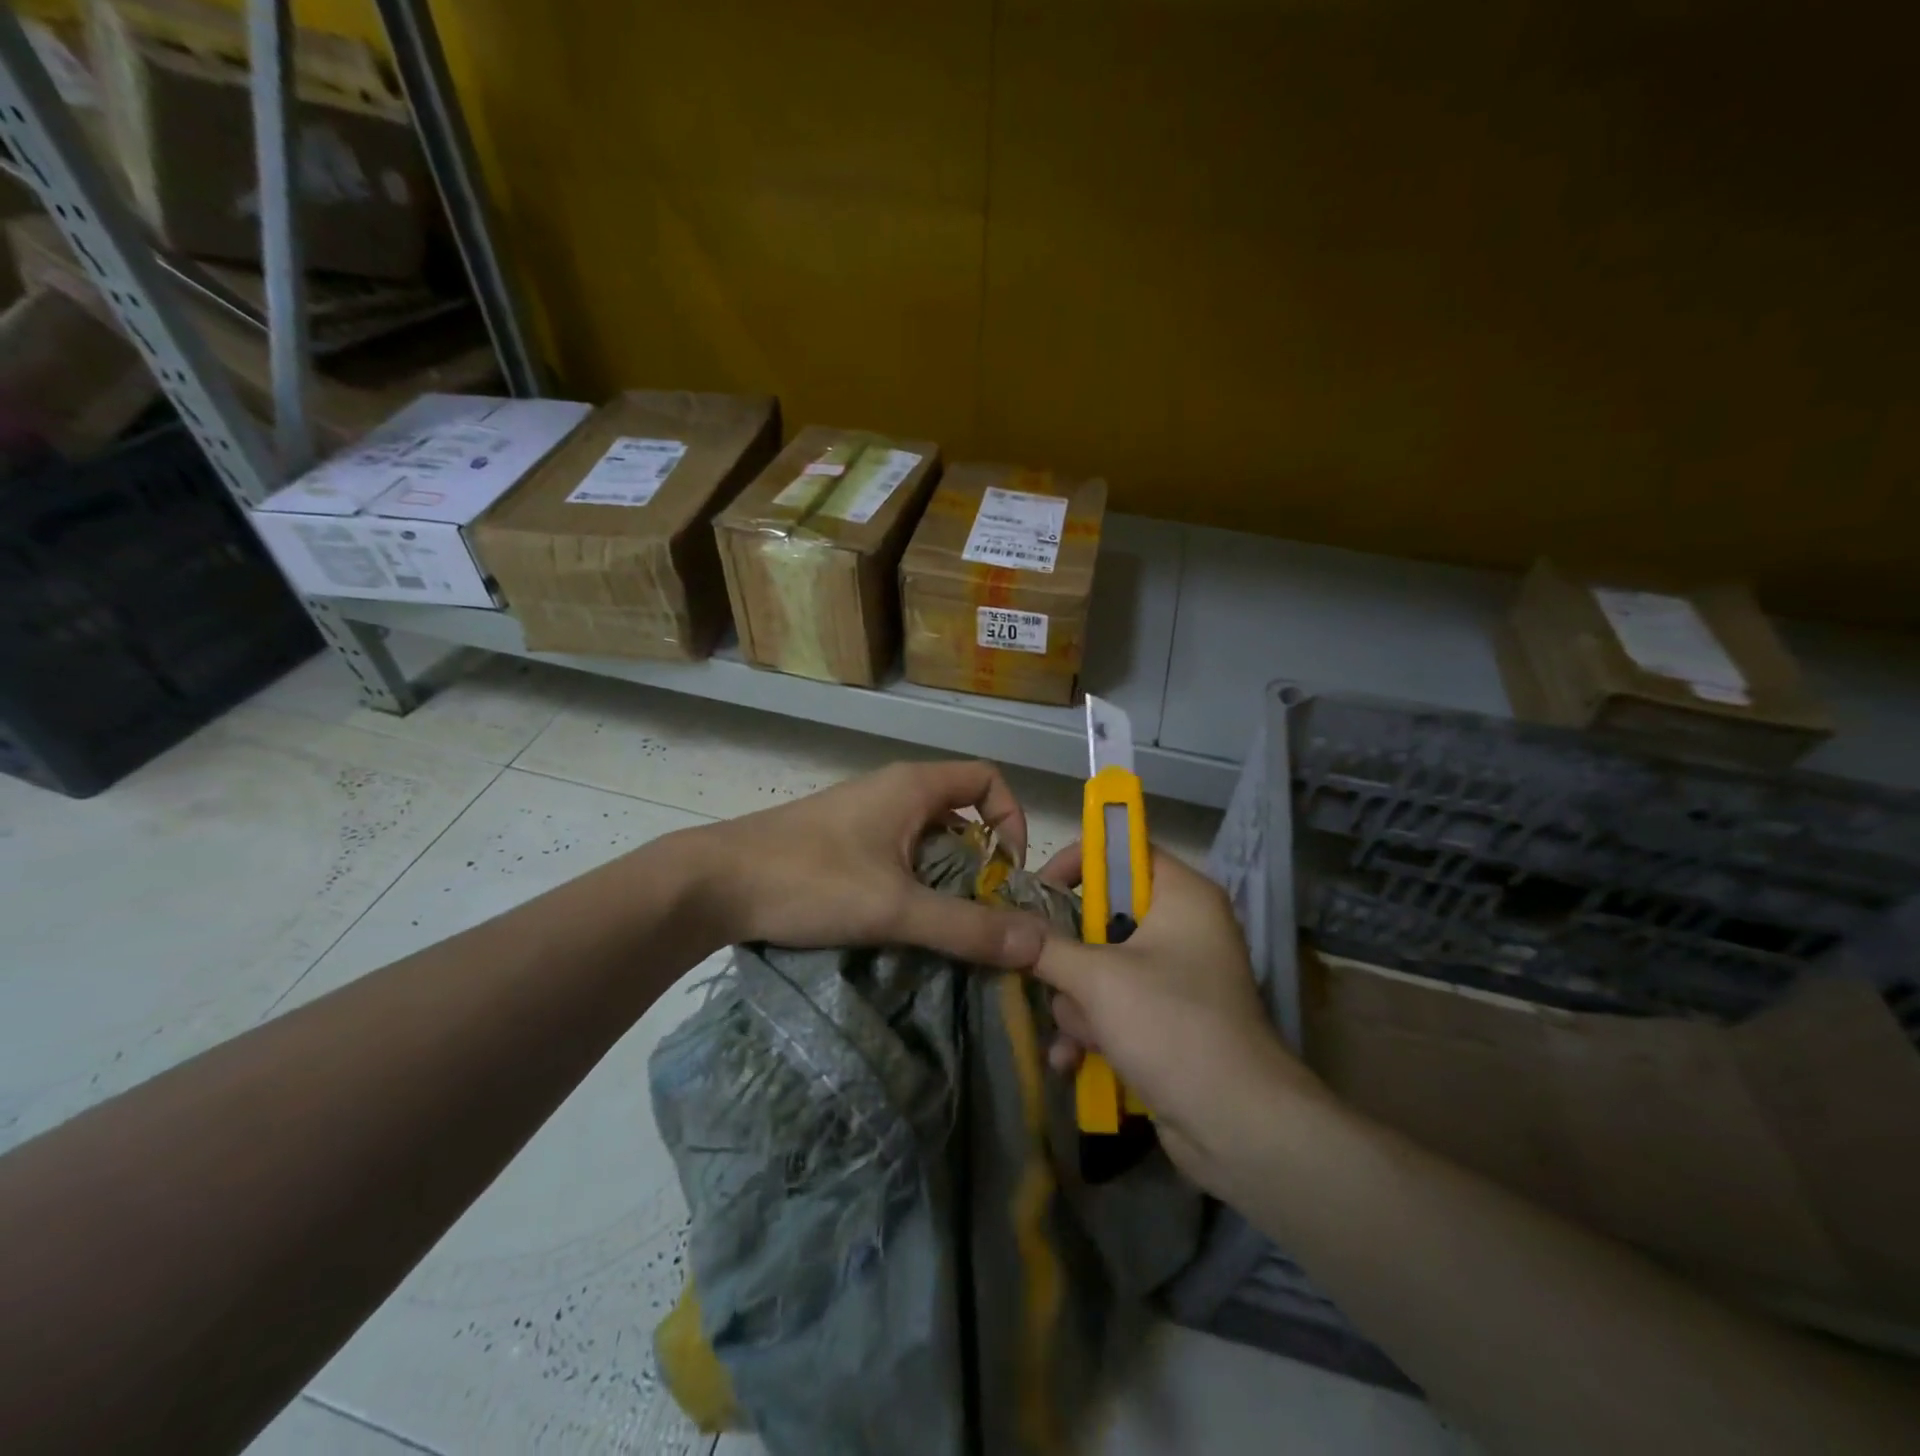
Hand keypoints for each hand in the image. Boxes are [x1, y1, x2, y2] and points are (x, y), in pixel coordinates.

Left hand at [684, 760, 1049, 968]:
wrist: (712, 883)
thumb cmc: (810, 881)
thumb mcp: (895, 908)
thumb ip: (967, 927)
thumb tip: (1039, 943)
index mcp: (913, 786)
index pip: (988, 779)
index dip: (1011, 819)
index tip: (1007, 872)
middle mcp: (892, 790)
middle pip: (960, 812)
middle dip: (980, 861)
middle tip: (979, 913)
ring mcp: (861, 814)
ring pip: (926, 837)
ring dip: (944, 877)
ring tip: (941, 925)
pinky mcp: (838, 840)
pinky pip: (895, 852)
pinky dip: (911, 881)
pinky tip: (897, 921)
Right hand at [1033, 845, 1323, 1189]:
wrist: (1237, 1128)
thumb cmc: (1172, 1025)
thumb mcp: (1098, 979)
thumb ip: (1045, 947)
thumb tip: (999, 927)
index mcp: (1183, 896)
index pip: (1124, 852)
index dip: (1079, 863)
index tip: (1038, 892)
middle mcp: (1183, 929)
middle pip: (1104, 917)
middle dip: (1070, 958)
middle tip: (1044, 972)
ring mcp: (1176, 978)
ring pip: (1101, 969)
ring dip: (1077, 1005)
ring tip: (1077, 1036)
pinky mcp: (1167, 1022)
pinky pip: (1114, 1008)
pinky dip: (1093, 1031)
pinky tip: (1071, 1061)